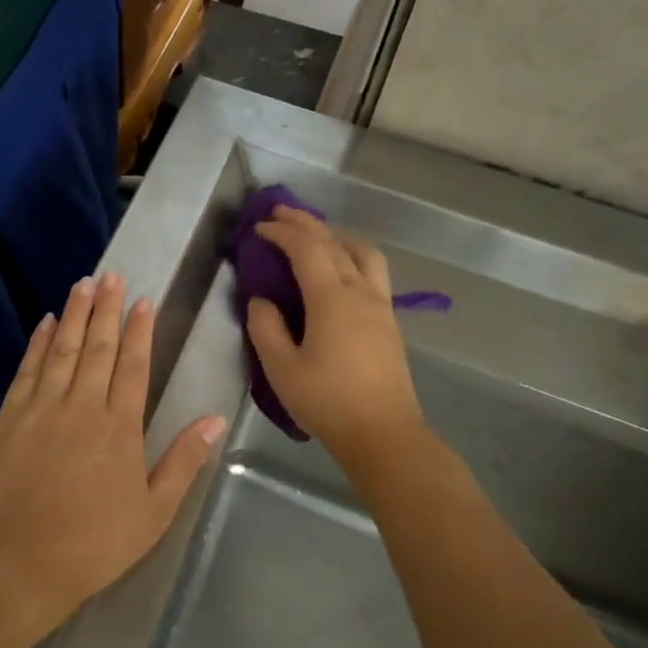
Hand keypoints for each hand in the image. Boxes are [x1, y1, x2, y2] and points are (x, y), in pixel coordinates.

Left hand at [0, 272, 225, 625]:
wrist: (21, 565)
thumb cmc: (94, 544)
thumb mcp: (153, 512)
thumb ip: (182, 462)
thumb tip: (213, 420)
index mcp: (119, 428)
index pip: (132, 365)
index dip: (138, 331)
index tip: (142, 301)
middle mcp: (81, 407)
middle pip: (96, 347)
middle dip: (106, 309)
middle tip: (111, 275)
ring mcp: (41, 410)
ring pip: (62, 350)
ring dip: (73, 315)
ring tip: (83, 285)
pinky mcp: (9, 420)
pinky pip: (27, 371)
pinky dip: (38, 344)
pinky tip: (45, 324)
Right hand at [245, 206, 426, 469]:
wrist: (382, 433)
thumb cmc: (327, 401)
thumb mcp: (281, 368)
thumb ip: (265, 328)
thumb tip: (261, 300)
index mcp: (332, 298)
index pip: (306, 249)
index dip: (281, 233)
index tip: (258, 228)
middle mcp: (360, 291)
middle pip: (335, 242)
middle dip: (306, 223)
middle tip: (280, 214)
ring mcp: (380, 305)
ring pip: (363, 252)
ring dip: (336, 236)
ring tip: (315, 237)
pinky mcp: (389, 321)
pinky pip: (372, 271)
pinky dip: (351, 256)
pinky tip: (339, 271)